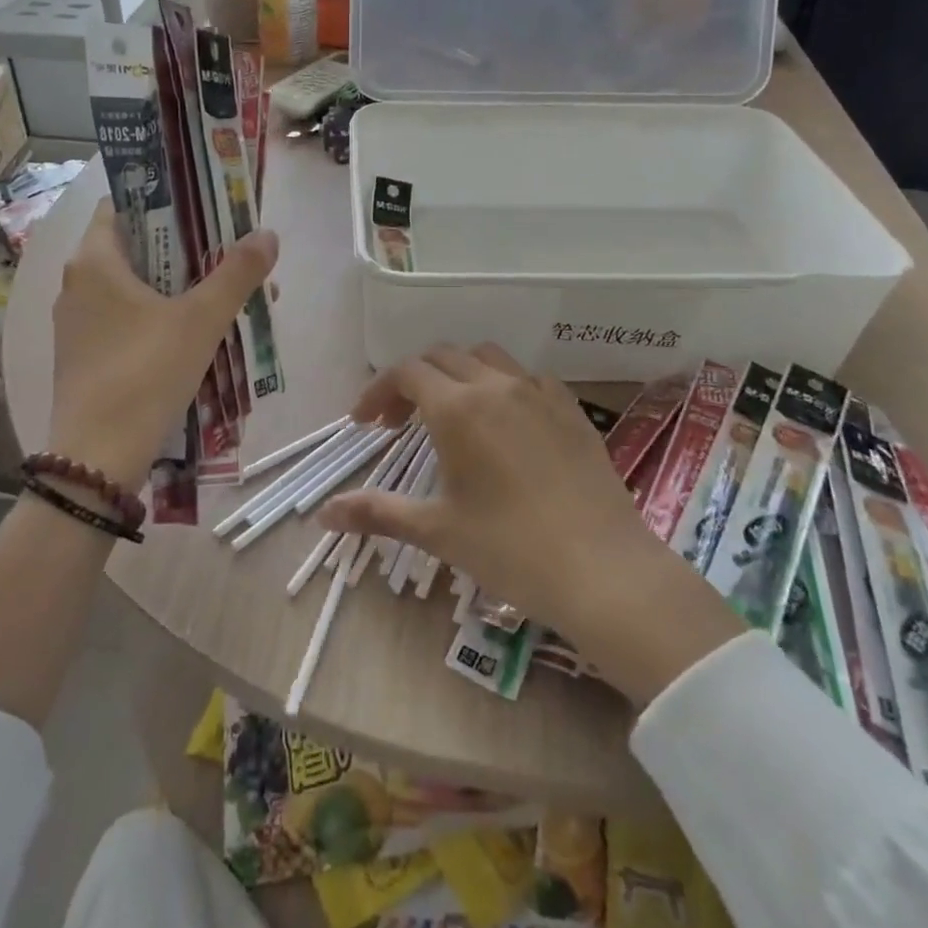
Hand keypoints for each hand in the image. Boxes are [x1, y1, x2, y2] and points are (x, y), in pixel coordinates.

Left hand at [43, 200, 277, 486]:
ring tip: (223, 297)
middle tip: (228, 255)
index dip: (163, 200)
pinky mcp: (84, 356)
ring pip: (133, 287)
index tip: (203, 208)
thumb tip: (267, 234)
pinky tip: (194, 335)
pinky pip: (125, 319)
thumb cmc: (146, 373)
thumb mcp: (201, 319)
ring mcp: (77, 324)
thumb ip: (236, 273)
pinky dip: (159, 316)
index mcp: (94, 261)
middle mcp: (77, 285)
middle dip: (184, 249)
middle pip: (135, 247)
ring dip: (176, 286)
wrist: (98, 459)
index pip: (122, 205)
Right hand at [319, 344, 743, 707]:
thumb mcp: (437, 530)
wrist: (603, 570)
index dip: (378, 391)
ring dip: (457, 374)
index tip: (364, 424)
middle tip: (398, 424)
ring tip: (450, 414)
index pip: (405, 373)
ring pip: (485, 357)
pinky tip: (505, 423)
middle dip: (411, 382)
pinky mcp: (570, 408)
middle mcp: (495, 385)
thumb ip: (377, 512)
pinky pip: (527, 377)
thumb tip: (324, 514)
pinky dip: (501, 385)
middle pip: (441, 357)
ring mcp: (537, 392)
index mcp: (456, 407)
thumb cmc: (510, 549)